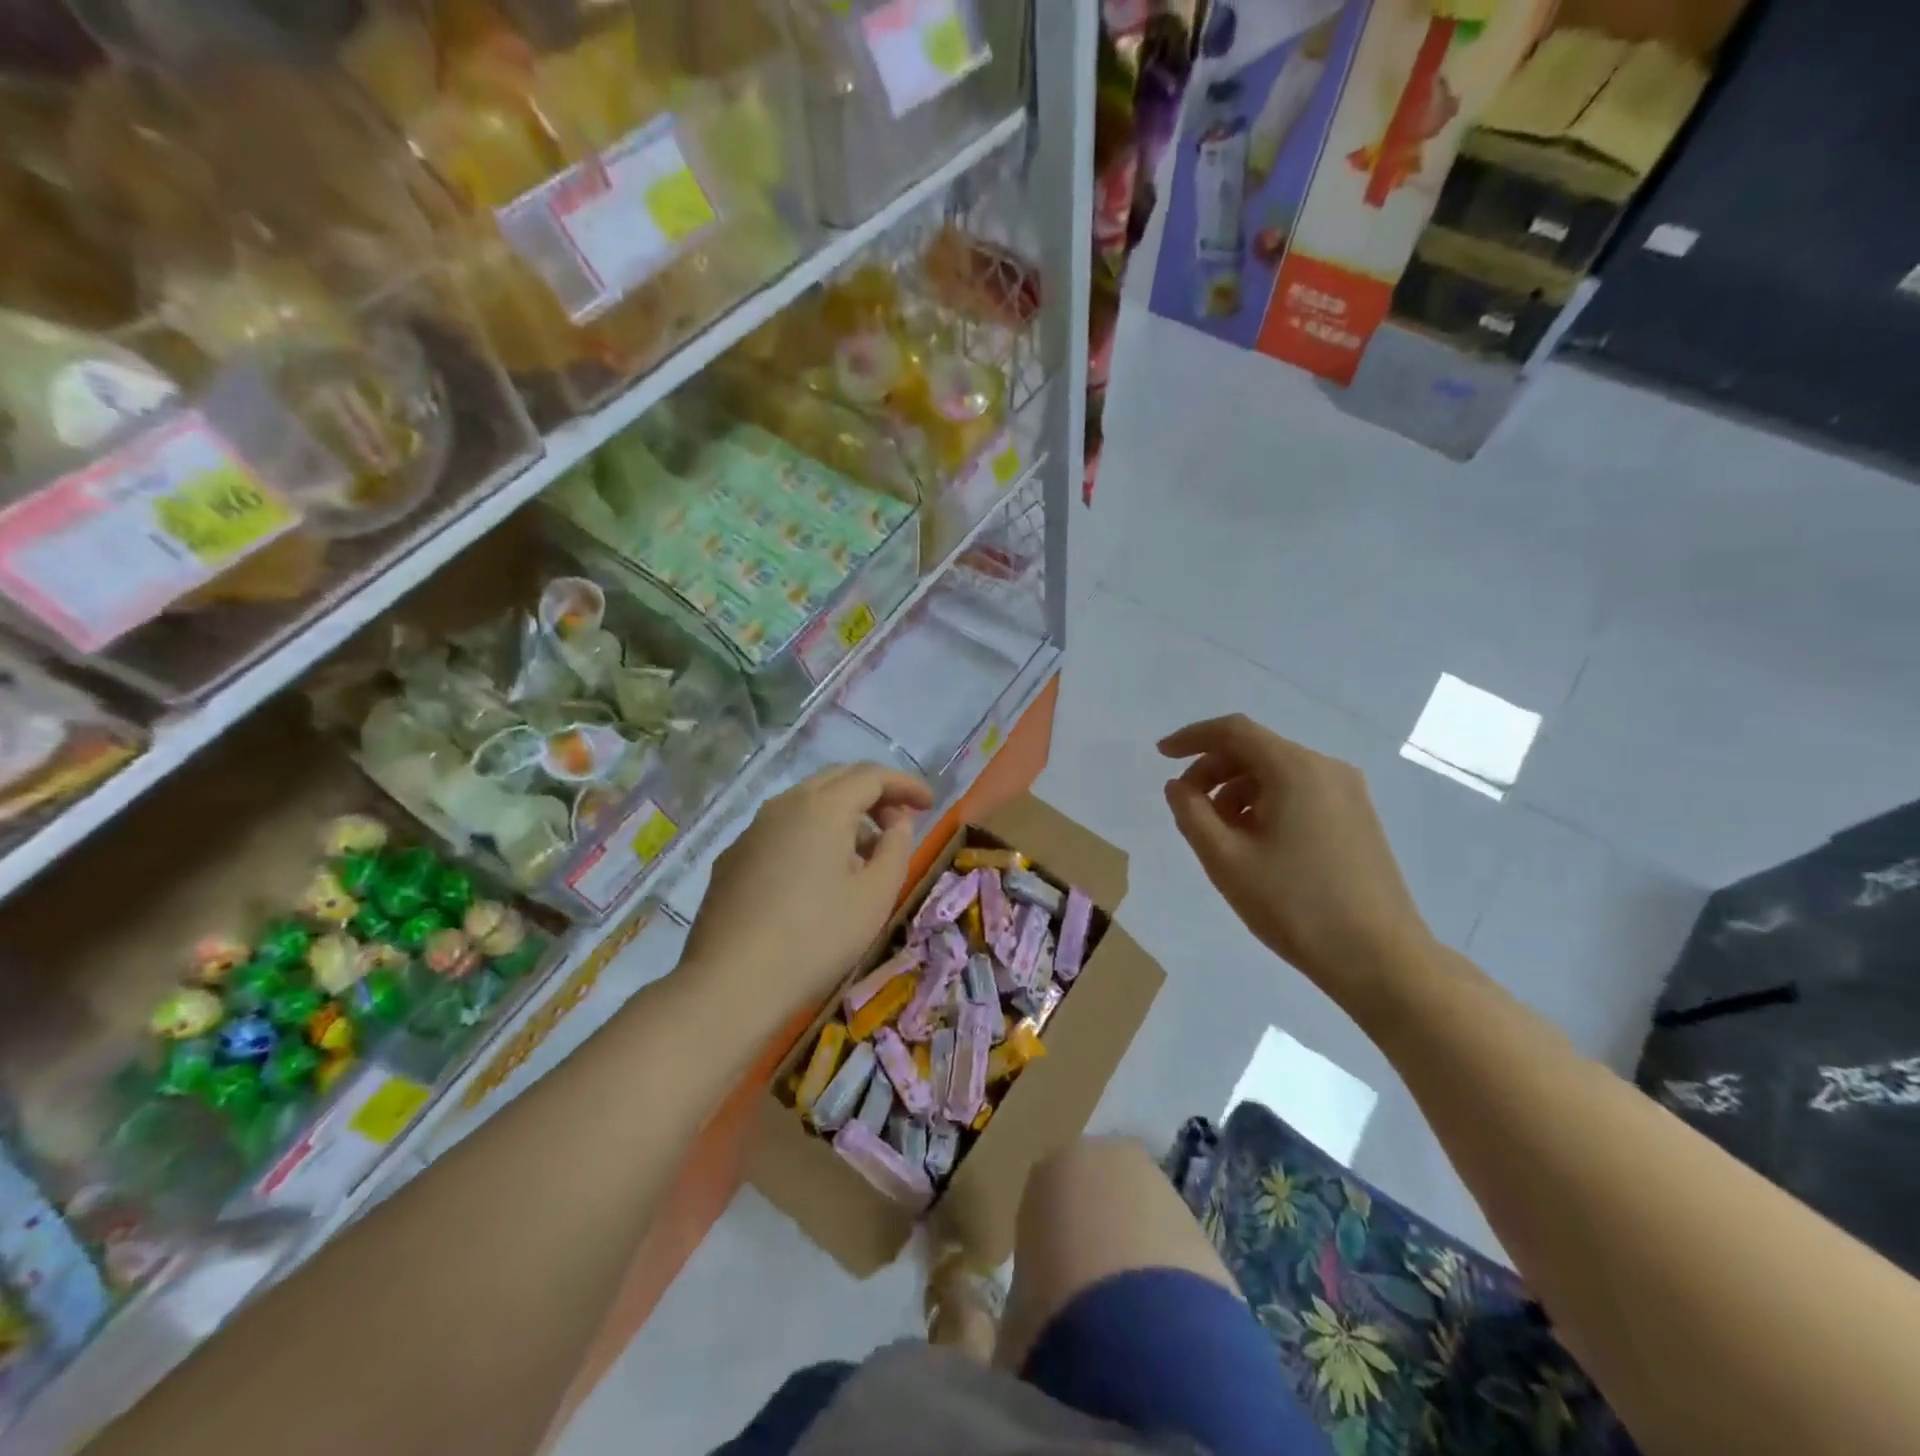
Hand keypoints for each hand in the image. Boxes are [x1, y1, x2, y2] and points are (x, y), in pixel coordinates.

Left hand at [681, 764, 933, 1015]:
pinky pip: (782, 829)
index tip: (930, 804)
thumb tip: (897, 822)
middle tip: (899, 822)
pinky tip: (818, 875)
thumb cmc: (816, 938)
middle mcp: (784, 805)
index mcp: (823, 807)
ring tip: (863, 854)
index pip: (872, 775)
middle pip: (836, 779)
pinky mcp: (733, 857)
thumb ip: (896, 848)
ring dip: (842, 815)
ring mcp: (753, 830)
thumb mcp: (875, 896)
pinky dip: (811, 835)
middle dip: (874, 793)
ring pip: (806, 802)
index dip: (906, 785)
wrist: (731, 983)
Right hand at [1159, 715, 1432, 1006]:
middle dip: (1212, 770)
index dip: (1191, 738)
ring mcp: (1348, 793)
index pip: (1234, 731)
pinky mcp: (1358, 817)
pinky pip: (1300, 792)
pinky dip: (1266, 803)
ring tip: (1218, 833)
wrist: (1380, 958)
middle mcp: (1325, 768)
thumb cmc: (1294, 905)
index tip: (1161, 756)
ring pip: (1277, 772)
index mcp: (1294, 769)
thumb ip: (1192, 814)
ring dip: (1237, 790)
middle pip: (1256, 749)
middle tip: (1186, 805)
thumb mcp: (1226, 860)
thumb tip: (1177, 785)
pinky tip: (1254, 842)